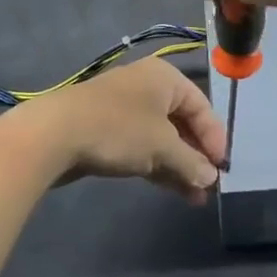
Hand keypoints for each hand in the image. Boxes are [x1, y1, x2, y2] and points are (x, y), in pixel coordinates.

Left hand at [0, 58, 225, 203]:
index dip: (215, 138)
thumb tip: (211, 177)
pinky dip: (158, 165)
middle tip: (209, 187)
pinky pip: (142, 146)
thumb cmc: (118, 129)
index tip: (222, 169)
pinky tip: (171, 188)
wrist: (54, 134)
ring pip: (162, 138)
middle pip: (182, 122)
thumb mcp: (162, 147)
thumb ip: (191, 162)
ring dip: (179, 166)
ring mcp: (125, 108)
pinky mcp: (107, 129)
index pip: (202, 106)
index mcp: (165, 78)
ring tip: (195, 198)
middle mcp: (147, 87)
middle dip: (196, 156)